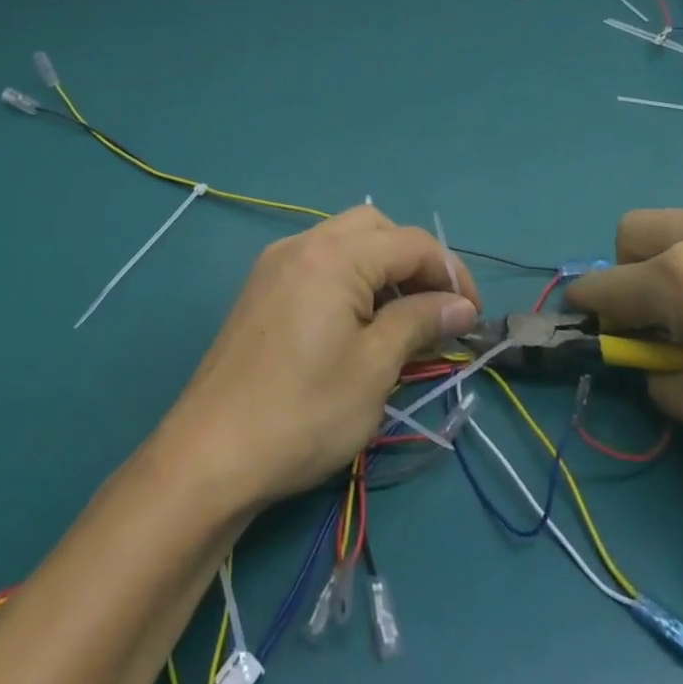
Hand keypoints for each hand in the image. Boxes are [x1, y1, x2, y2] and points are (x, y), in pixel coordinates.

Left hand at [160, 206, 480, 509]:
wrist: (210, 455)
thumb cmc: (303, 412)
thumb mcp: (375, 368)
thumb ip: (420, 322)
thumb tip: (462, 305)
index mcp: (334, 255)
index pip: (411, 243)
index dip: (450, 273)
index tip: (472, 316)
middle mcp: (303, 243)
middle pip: (376, 228)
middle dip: (414, 261)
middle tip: (435, 310)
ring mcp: (276, 263)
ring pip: (345, 241)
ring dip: (381, 268)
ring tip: (401, 320)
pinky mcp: (261, 287)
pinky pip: (318, 262)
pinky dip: (349, 278)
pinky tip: (357, 322)